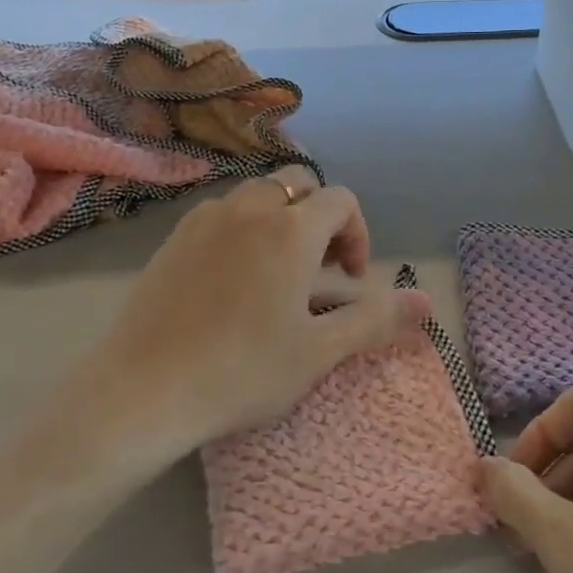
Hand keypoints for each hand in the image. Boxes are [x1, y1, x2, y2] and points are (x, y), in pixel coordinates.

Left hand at [82, 166, 427, 463]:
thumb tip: (428, 301)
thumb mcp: (319, 351)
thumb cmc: (242, 371)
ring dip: (280, 218)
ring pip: (256, 194)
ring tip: (277, 272)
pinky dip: (242, 228)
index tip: (349, 279)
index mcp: (291, 230)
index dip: (357, 234)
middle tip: (319, 268)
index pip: (342, 201)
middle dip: (320, 216)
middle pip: (299, 183)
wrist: (144, 389)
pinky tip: (232, 279)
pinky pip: (221, 213)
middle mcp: (249, 209)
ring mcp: (205, 218)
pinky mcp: (173, 237)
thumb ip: (375, 319)